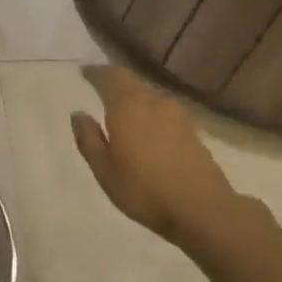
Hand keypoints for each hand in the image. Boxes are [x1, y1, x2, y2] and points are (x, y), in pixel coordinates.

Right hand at [70, 66, 237, 245]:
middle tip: (101, 86)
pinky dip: (150, 112)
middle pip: (131, 82)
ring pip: (149, 96)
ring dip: (134, 97)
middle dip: (115, 82)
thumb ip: (89, 139)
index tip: (85, 72)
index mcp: (128, 106)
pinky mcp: (192, 130)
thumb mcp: (104, 170)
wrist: (202, 208)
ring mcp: (177, 115)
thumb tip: (78, 114)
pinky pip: (163, 111)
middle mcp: (153, 102)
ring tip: (122, 108)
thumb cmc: (144, 190)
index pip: (110, 77)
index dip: (96, 73)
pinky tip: (147, 127)